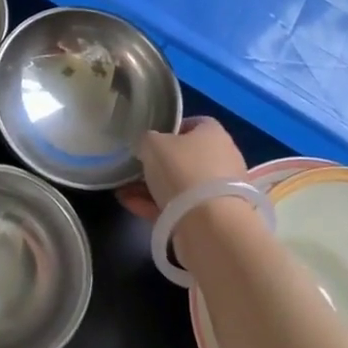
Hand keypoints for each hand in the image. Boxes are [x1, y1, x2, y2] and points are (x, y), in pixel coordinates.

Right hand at [117, 116, 249, 222]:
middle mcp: (223, 158)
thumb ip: (147, 140)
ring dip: (153, 188)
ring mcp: (219, 190)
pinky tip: (132, 205)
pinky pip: (181, 207)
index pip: (194, 124)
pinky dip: (158, 206)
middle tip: (135, 168)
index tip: (150, 141)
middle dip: (159, 164)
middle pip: (186, 157)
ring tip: (124, 191)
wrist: (209, 224)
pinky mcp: (214, 217)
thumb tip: (147, 146)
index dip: (171, 130)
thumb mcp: (153, 144)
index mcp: (214, 134)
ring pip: (181, 185)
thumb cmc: (182, 170)